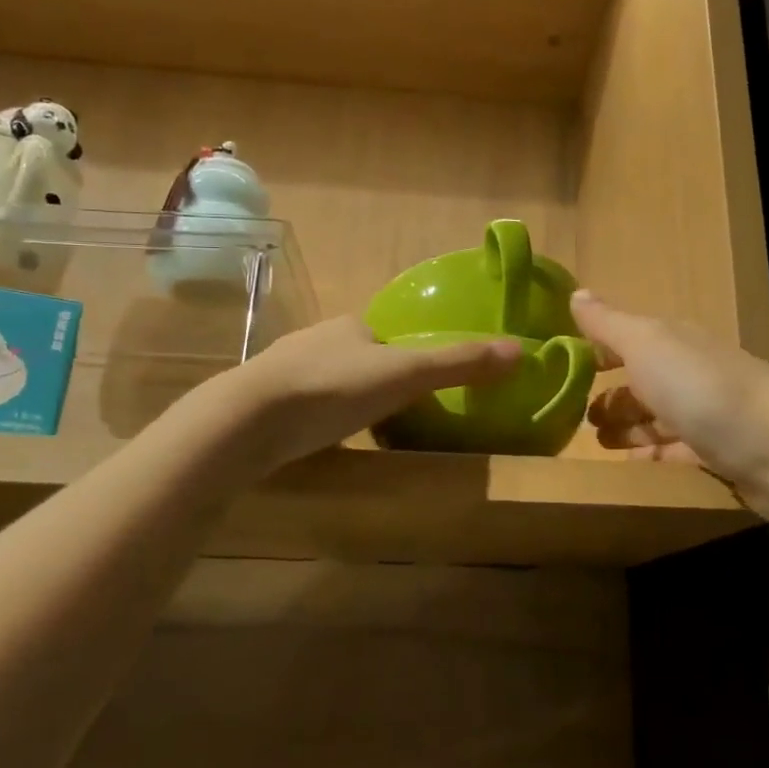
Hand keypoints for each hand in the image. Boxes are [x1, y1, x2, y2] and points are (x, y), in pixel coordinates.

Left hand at [214, 315, 522, 476]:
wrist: (248, 419)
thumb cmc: (333, 389)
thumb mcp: (406, 375)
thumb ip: (459, 364)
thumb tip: (520, 350)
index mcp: (350, 325)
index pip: (386, 336)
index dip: (405, 358)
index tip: (418, 389)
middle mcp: (314, 338)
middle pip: (356, 358)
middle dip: (374, 382)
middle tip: (393, 416)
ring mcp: (282, 370)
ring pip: (326, 382)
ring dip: (343, 401)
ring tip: (358, 433)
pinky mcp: (260, 402)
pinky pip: (300, 406)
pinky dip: (315, 420)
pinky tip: (319, 442)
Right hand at [572, 290, 768, 527]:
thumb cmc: (700, 387)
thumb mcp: (646, 345)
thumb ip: (608, 324)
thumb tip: (576, 292)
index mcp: (672, 342)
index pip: (626, 340)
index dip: (596, 352)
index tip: (561, 370)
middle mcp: (688, 372)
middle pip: (641, 380)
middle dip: (609, 395)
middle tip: (573, 417)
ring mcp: (705, 414)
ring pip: (656, 416)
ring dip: (626, 426)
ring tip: (595, 442)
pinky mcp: (717, 454)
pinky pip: (673, 450)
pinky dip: (650, 453)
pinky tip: (629, 463)